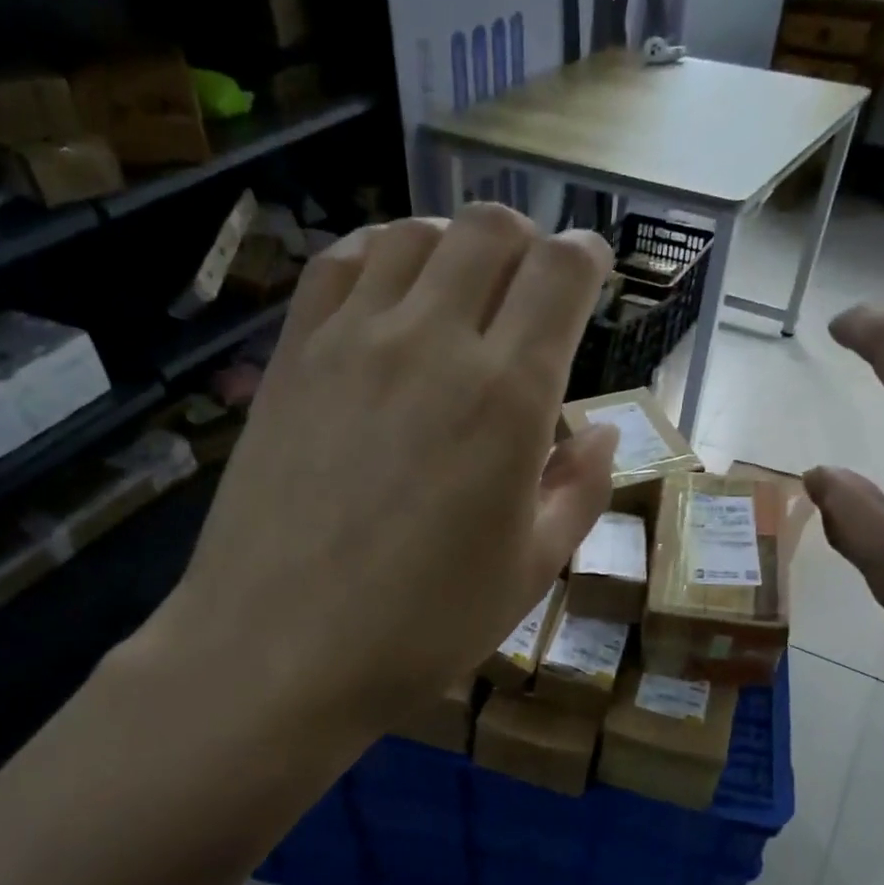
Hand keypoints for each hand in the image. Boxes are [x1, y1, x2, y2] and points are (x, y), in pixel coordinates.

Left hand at [140, 204, 618, 738]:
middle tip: (531, 289)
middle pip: (491, 231)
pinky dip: (379, 255)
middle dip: (527, 243)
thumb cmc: (423, 627)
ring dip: (454, 245)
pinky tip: (389, 294)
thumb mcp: (531, 571)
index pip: (561, 274)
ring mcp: (353, 341)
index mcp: (508, 397)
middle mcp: (434, 343)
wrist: (279, 653)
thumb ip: (580, 491)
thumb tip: (604, 434)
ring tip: (462, 290)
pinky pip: (339, 265)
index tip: (591, 273)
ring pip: (414, 235)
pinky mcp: (293, 357)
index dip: (587, 258)